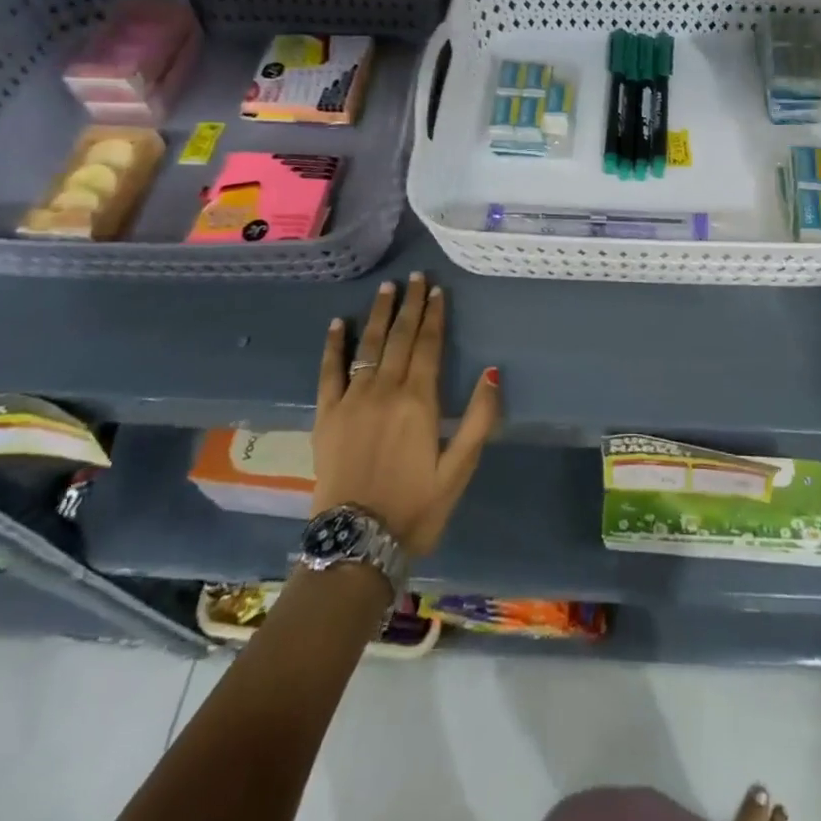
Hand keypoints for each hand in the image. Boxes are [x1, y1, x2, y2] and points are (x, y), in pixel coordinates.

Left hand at [313, 272, 500, 555]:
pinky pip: (329, 372)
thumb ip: (478, 419)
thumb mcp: (459, 469)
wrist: (356, 544)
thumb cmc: (415, 507)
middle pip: (400, 337)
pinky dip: (334, 345)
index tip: (437, 290)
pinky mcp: (327, 416)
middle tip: (415, 277)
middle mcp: (385, 390)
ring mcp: (352, 400)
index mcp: (418, 400)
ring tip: (386, 288)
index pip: (428, 345)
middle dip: (409, 305)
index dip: (434, 315)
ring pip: (368, 346)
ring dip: (378, 314)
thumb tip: (493, 372)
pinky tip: (338, 324)